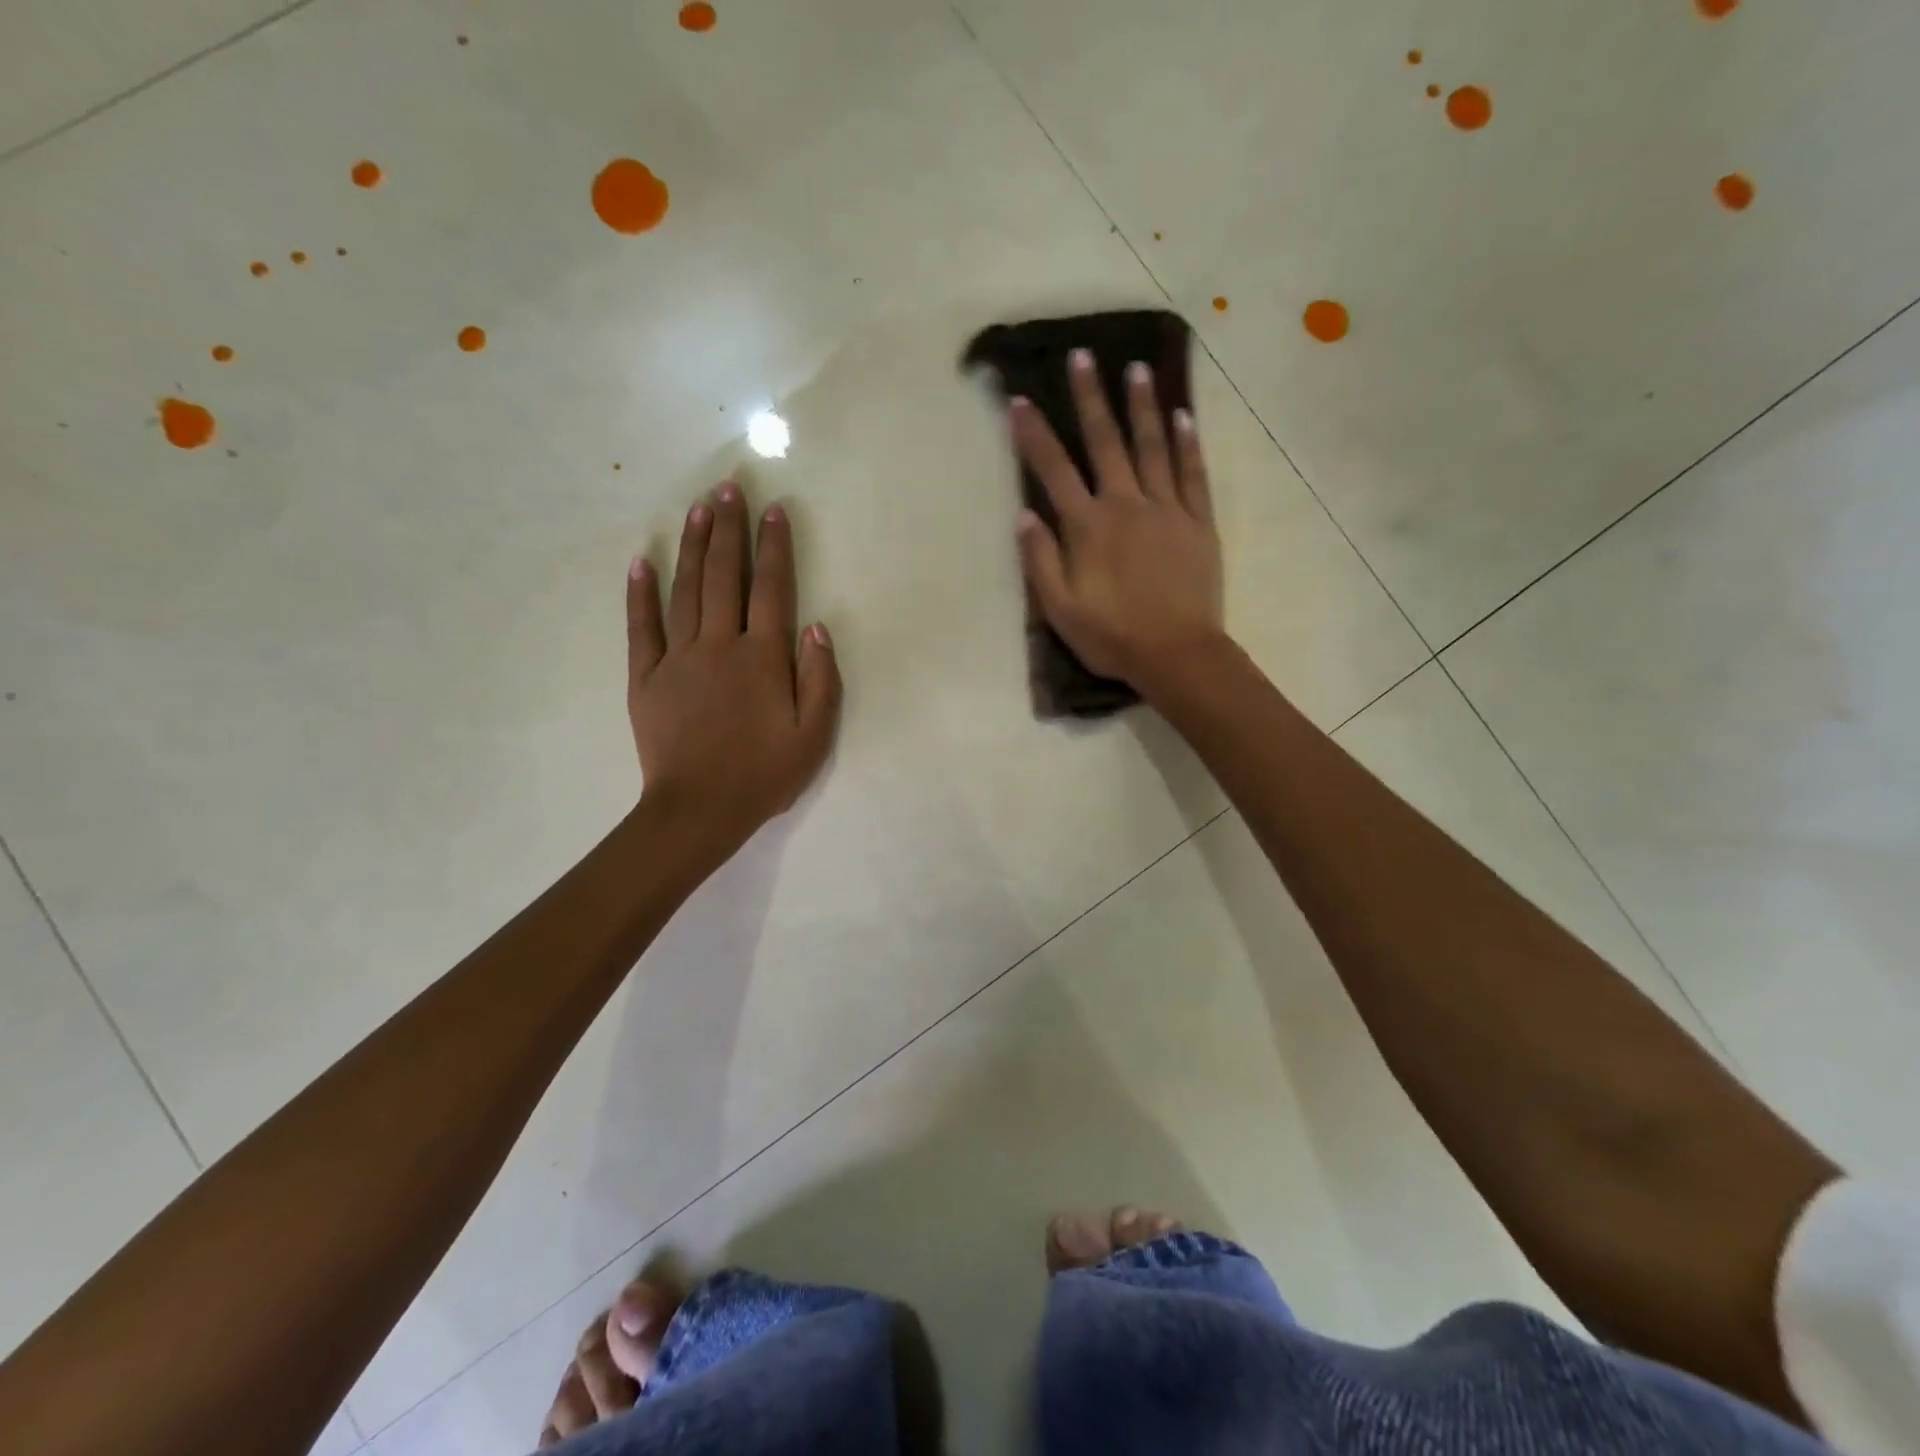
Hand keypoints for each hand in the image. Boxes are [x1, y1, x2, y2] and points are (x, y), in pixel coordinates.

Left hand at [627, 482, 840, 857]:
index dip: (774, 548)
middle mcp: (719, 645)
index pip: (772, 589)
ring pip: (685, 591)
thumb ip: (821, 679)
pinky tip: (641, 562)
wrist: (699, 811)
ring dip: (692, 547)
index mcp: (763, 658)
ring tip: (696, 508)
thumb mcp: (814, 736)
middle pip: (724, 576)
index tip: (773, 510)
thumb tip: (816, 627)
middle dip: (728, 529)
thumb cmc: (764, 775)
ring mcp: (678, 659)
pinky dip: (640, 594)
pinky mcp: (645, 678)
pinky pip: (640, 627)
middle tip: (728, 488)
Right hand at [1011, 349, 1224, 688]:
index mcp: (1088, 527)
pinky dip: (1187, 444)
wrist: (1177, 654)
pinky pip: (1193, 474)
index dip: (1034, 435)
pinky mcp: (1198, 522)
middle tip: (1083, 356)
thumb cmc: (1112, 637)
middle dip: (1091, 398)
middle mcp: (1126, 505)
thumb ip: (1040, 561)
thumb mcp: (1060, 610)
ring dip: (1142, 406)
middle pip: (1105, 443)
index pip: (1054, 471)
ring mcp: (1167, 510)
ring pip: (1152, 447)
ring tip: (1136, 369)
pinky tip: (1183, 416)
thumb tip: (1026, 515)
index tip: (1020, 400)